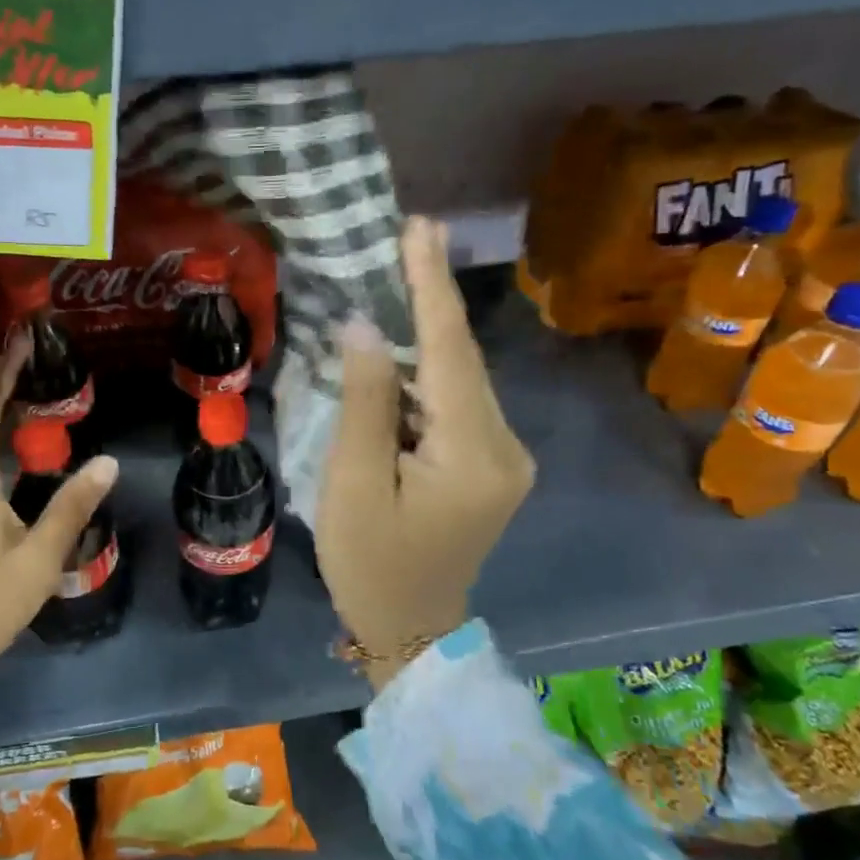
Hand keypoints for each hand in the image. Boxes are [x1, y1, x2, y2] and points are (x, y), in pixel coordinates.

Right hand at [316, 216, 534, 691]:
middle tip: (409, 235)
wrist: (411, 632)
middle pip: (463, 359)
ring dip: (430, 332)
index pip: (451, 353)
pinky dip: (430, 370)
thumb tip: (367, 329)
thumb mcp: (354, 486)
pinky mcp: (492, 465)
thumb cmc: (371, 565)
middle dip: (434, 297)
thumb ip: (364, 403)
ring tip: (402, 274)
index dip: (432, 287)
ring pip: (462, 378)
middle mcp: (506, 447)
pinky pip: (458, 402)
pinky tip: (405, 345)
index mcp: (474, 454)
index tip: (420, 228)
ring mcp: (505, 457)